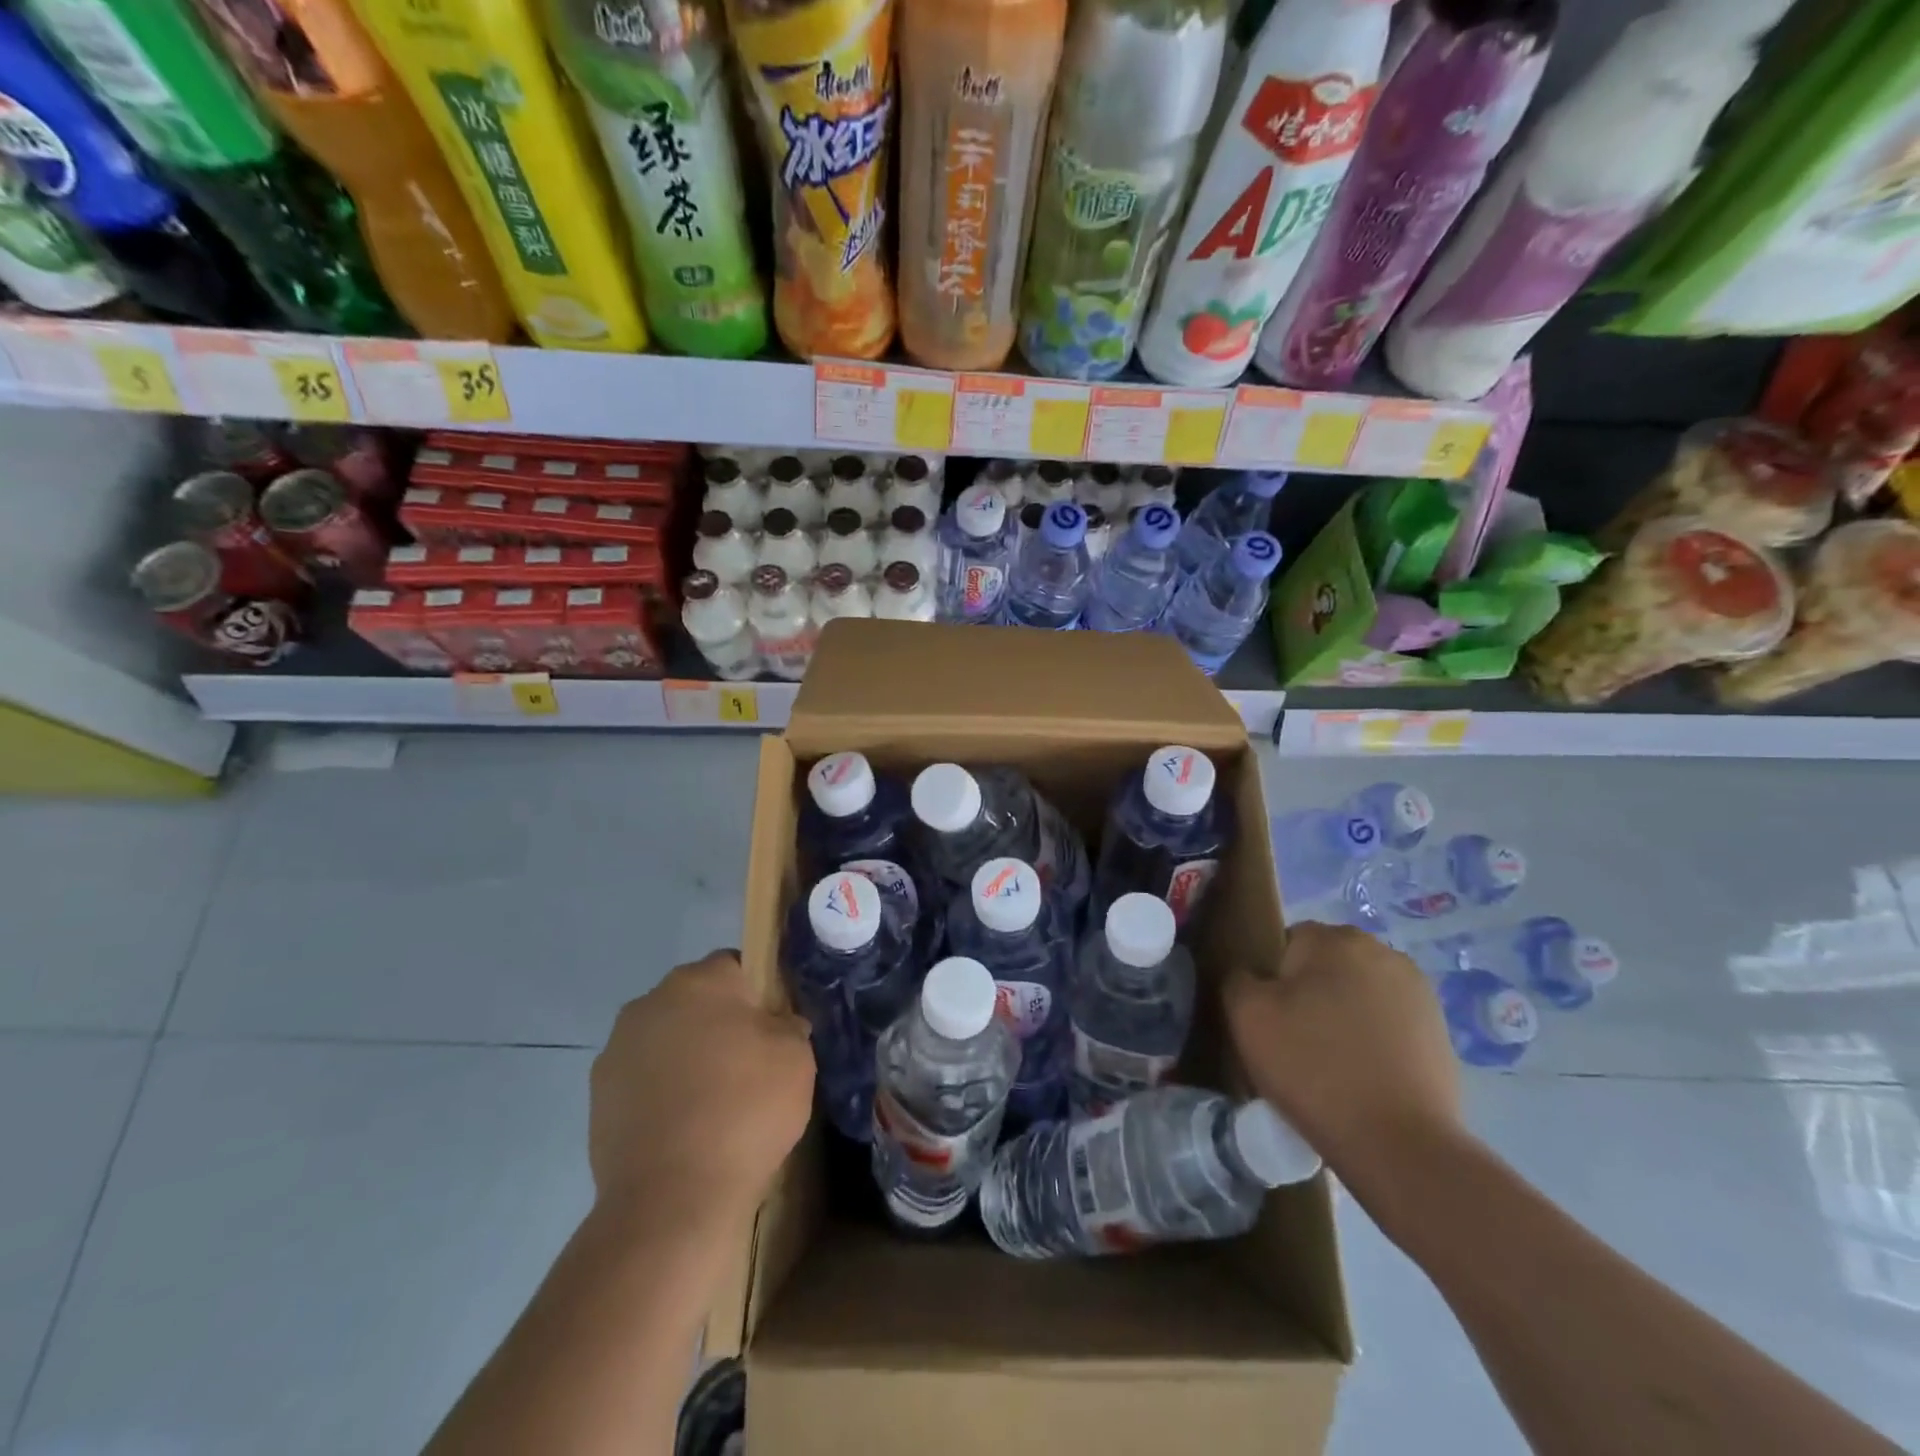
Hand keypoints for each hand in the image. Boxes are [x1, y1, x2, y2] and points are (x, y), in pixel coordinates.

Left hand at [589, 951, 814, 1227]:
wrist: (672, 1199)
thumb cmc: (745, 1110)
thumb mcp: (797, 1058)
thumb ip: (789, 1025)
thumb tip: (778, 1024)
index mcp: (700, 980)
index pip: (736, 966)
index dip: (758, 994)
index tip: (772, 1029)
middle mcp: (651, 1001)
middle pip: (696, 1000)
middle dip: (718, 1023)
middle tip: (747, 1066)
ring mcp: (617, 1048)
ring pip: (666, 1038)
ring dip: (686, 1057)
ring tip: (712, 1104)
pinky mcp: (597, 1095)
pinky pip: (642, 1078)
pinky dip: (661, 1092)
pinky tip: (683, 1128)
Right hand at [1223, 922, 1461, 1175]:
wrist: (1399, 1145)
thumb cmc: (1313, 1069)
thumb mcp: (1247, 1016)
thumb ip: (1238, 978)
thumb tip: (1252, 975)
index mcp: (1334, 939)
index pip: (1286, 943)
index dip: (1271, 980)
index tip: (1270, 1020)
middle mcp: (1381, 951)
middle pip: (1325, 965)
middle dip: (1309, 994)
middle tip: (1295, 1042)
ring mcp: (1417, 991)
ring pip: (1357, 992)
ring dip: (1342, 1014)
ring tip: (1331, 1062)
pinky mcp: (1439, 1029)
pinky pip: (1387, 1021)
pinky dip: (1372, 1039)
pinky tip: (1364, 1075)